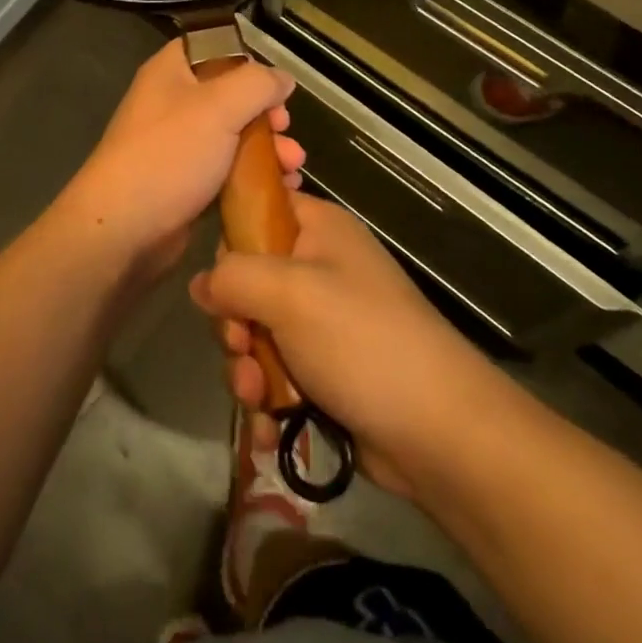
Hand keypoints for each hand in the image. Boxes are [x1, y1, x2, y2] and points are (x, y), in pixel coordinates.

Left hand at [53, 39, 303, 281]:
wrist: (123, 229)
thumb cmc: (169, 155)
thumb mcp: (219, 107)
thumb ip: (257, 84)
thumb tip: (283, 78)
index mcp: (172, 72)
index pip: (214, 48)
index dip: (248, 62)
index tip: (275, 86)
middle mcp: (173, 102)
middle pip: (230, 95)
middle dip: (266, 114)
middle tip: (286, 130)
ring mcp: (178, 145)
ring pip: (233, 136)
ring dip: (267, 148)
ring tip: (293, 167)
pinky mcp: (185, 182)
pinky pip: (227, 170)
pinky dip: (253, 176)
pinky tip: (282, 188)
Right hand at [189, 192, 480, 496]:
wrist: (440, 432)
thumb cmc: (361, 341)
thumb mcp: (288, 294)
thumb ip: (233, 277)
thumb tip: (201, 284)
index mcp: (319, 229)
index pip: (258, 210)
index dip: (232, 242)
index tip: (221, 281)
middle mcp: (321, 267)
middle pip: (249, 280)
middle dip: (236, 323)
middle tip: (242, 348)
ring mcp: (325, 322)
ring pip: (258, 333)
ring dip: (248, 368)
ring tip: (258, 398)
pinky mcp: (327, 370)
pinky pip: (278, 372)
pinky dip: (268, 398)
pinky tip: (268, 426)